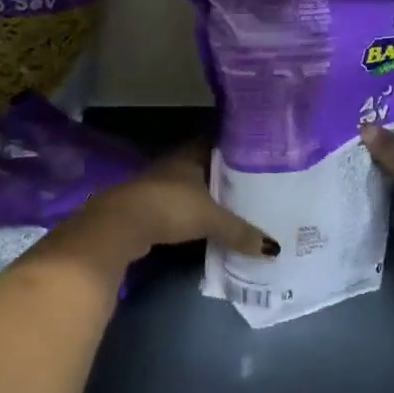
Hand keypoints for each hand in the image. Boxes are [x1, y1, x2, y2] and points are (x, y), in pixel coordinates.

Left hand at [71, 145, 277, 272]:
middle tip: (248, 187)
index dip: (232, 150)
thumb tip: (274, 248)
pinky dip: (188, 215)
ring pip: (187, 188)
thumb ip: (240, 231)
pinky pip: (175, 208)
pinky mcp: (146, 209)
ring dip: (203, 198)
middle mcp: (172, 165)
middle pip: (202, 167)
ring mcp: (156, 186)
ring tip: (230, 208)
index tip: (252, 158)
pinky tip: (202, 226)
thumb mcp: (211, 219)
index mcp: (189, 156)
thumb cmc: (169, 207)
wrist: (119, 225)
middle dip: (220, 177)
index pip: (214, 144)